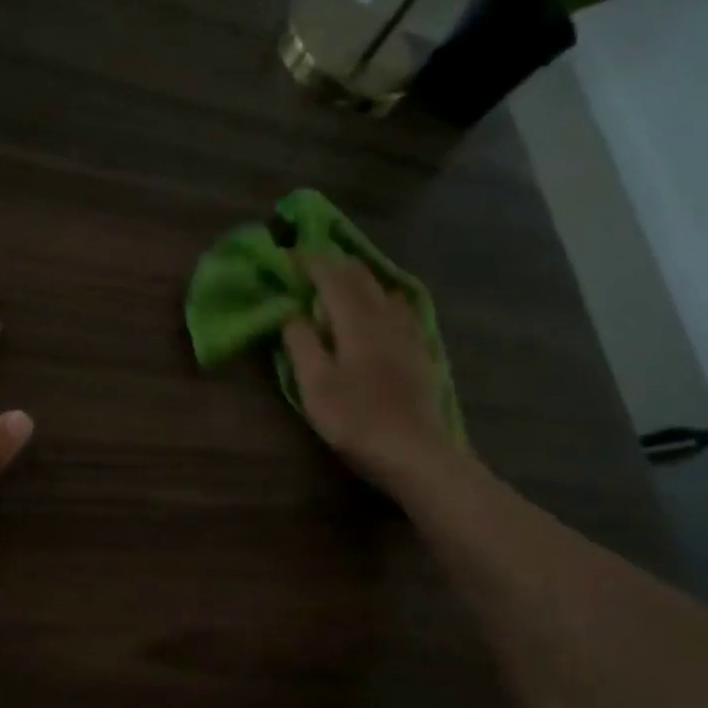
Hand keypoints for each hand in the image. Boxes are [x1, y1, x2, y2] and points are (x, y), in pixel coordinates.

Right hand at [282, 254, 458, 492]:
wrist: (414, 452)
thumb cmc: (356, 419)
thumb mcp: (315, 385)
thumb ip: (301, 344)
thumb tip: (291, 314)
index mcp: (357, 321)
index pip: (332, 277)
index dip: (310, 262)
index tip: (288, 255)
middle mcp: (385, 317)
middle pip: (361, 277)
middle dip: (334, 264)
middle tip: (311, 264)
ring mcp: (407, 333)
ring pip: (383, 290)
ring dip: (358, 280)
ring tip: (340, 284)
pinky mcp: (419, 351)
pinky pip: (399, 310)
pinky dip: (380, 299)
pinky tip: (379, 311)